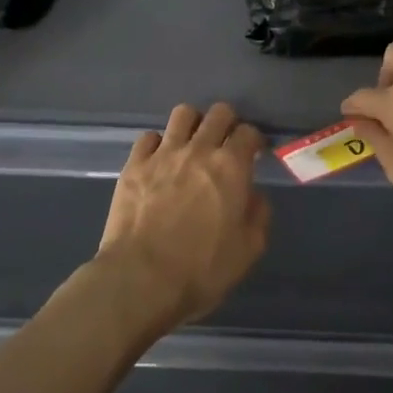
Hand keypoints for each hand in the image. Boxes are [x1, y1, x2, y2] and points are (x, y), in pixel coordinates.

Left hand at [96, 102, 271, 330]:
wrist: (140, 280)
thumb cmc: (200, 270)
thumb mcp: (247, 251)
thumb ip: (258, 215)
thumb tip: (254, 195)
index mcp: (231, 167)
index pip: (248, 132)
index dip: (253, 140)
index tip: (253, 153)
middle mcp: (199, 150)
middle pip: (218, 113)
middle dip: (227, 122)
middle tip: (225, 143)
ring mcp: (163, 154)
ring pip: (183, 114)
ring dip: (193, 124)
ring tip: (192, 143)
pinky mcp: (134, 164)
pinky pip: (148, 137)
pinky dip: (157, 144)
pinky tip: (159, 160)